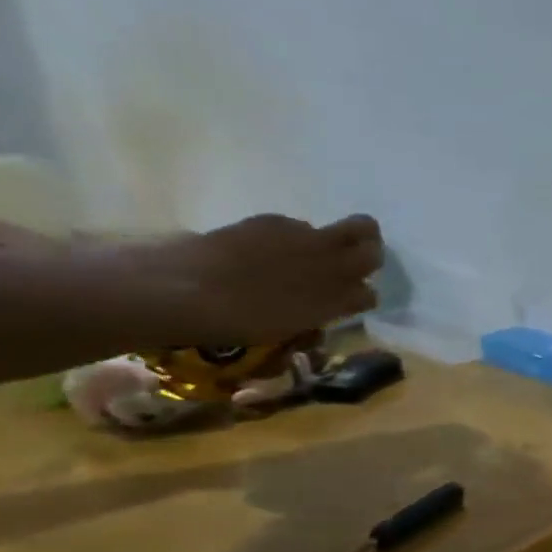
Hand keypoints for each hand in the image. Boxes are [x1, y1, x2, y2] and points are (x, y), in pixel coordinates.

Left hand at [130, 213, 382, 343]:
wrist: (181, 288)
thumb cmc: (238, 321)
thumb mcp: (288, 330)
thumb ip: (316, 316)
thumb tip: (323, 310)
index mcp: (338, 296)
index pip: (370, 293)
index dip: (361, 297)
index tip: (346, 303)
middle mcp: (331, 262)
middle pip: (371, 245)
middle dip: (367, 252)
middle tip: (350, 264)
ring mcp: (302, 237)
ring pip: (336, 231)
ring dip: (328, 243)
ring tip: (298, 260)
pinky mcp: (271, 222)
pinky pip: (294, 228)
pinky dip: (289, 239)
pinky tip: (261, 254)